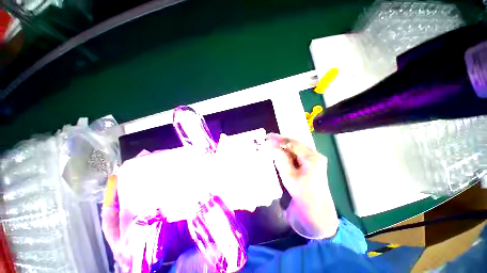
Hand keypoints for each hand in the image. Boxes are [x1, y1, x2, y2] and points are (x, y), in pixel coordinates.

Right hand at [266, 133, 338, 238]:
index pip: (293, 143)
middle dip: (280, 143)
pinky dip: (286, 156)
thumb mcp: (288, 174)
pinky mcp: (309, 167)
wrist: (316, 214)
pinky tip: (278, 156)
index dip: (279, 139)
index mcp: (312, 157)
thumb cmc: (303, 194)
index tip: (267, 137)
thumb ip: (280, 157)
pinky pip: (296, 157)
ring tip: (270, 147)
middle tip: (267, 141)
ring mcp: (312, 161)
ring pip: (294, 151)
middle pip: (294, 145)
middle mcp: (314, 156)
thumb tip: (271, 144)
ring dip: (283, 150)